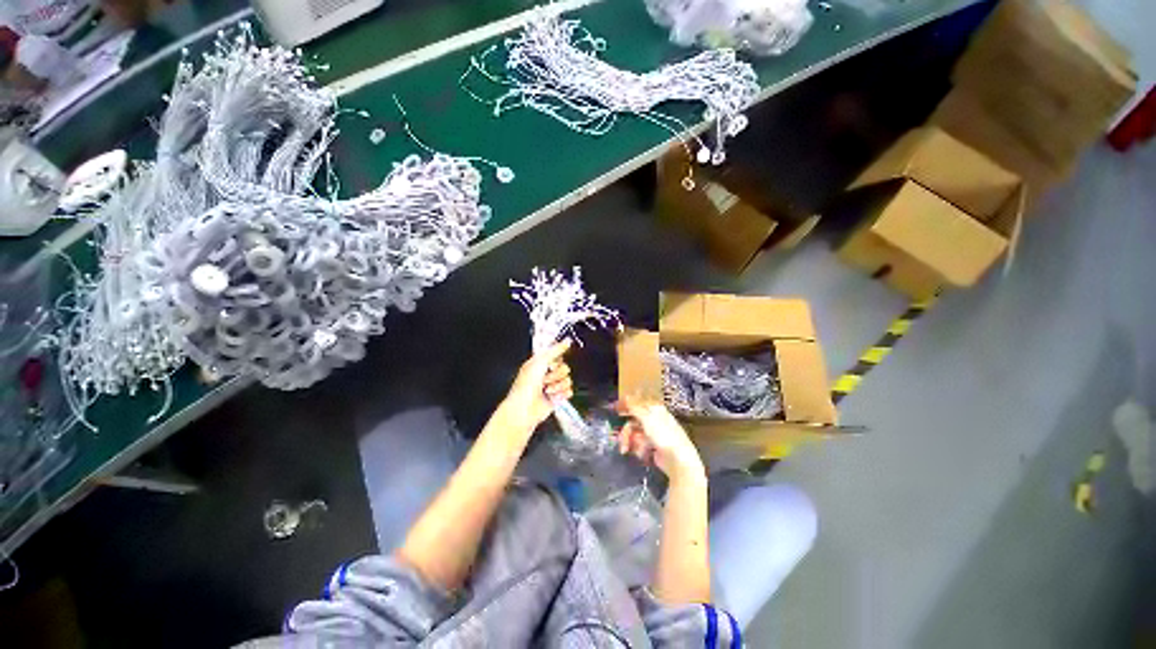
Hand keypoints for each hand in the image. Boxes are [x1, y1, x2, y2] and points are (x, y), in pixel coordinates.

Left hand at [500, 340, 573, 432]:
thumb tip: (567, 340)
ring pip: (568, 380)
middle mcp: (546, 374)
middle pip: (565, 368)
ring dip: (557, 386)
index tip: (551, 365)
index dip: (556, 360)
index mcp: (540, 363)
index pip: (558, 356)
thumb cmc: (526, 385)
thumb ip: (555, 350)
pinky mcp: (557, 397)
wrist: (524, 409)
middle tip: (545, 380)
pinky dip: (561, 394)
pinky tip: (553, 396)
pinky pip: (569, 391)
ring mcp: (552, 386)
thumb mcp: (540, 361)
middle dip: (556, 375)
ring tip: (546, 390)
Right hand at [615, 397, 705, 482]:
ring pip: (635, 434)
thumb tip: (626, 396)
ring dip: (629, 441)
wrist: (678, 460)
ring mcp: (654, 434)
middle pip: (634, 421)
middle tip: (620, 439)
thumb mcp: (647, 418)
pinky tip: (641, 454)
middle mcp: (654, 420)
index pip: (638, 404)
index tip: (615, 410)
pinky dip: (638, 449)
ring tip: (626, 450)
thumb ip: (635, 407)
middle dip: (626, 431)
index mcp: (655, 410)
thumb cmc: (664, 435)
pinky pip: (640, 445)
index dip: (626, 406)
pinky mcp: (653, 447)